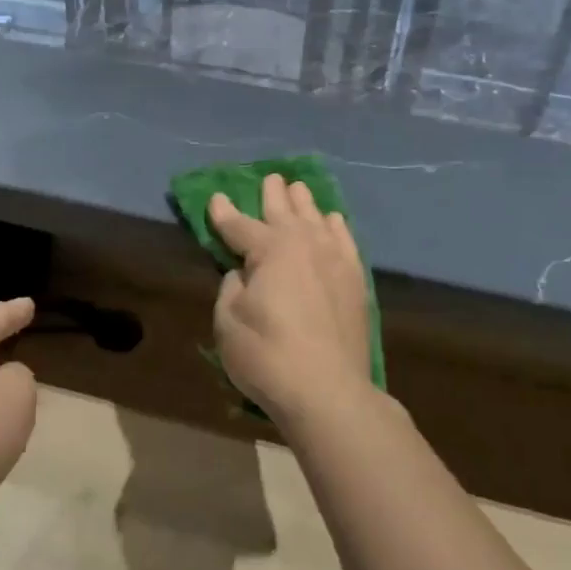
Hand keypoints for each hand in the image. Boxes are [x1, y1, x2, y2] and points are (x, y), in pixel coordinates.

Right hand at [208, 175, 374, 425]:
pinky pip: (345, 240)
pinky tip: (333, 220)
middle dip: (272, 194)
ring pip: (317, 219)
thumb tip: (244, 273)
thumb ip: (232, 287)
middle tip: (269, 178)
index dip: (224, 213)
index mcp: (270, 249)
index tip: (214, 198)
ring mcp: (335, 259)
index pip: (240, 225)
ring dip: (304, 203)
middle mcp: (305, 243)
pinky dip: (336, 226)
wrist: (328, 391)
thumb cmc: (267, 355)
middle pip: (284, 211)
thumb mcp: (228, 321)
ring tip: (298, 190)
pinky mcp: (355, 280)